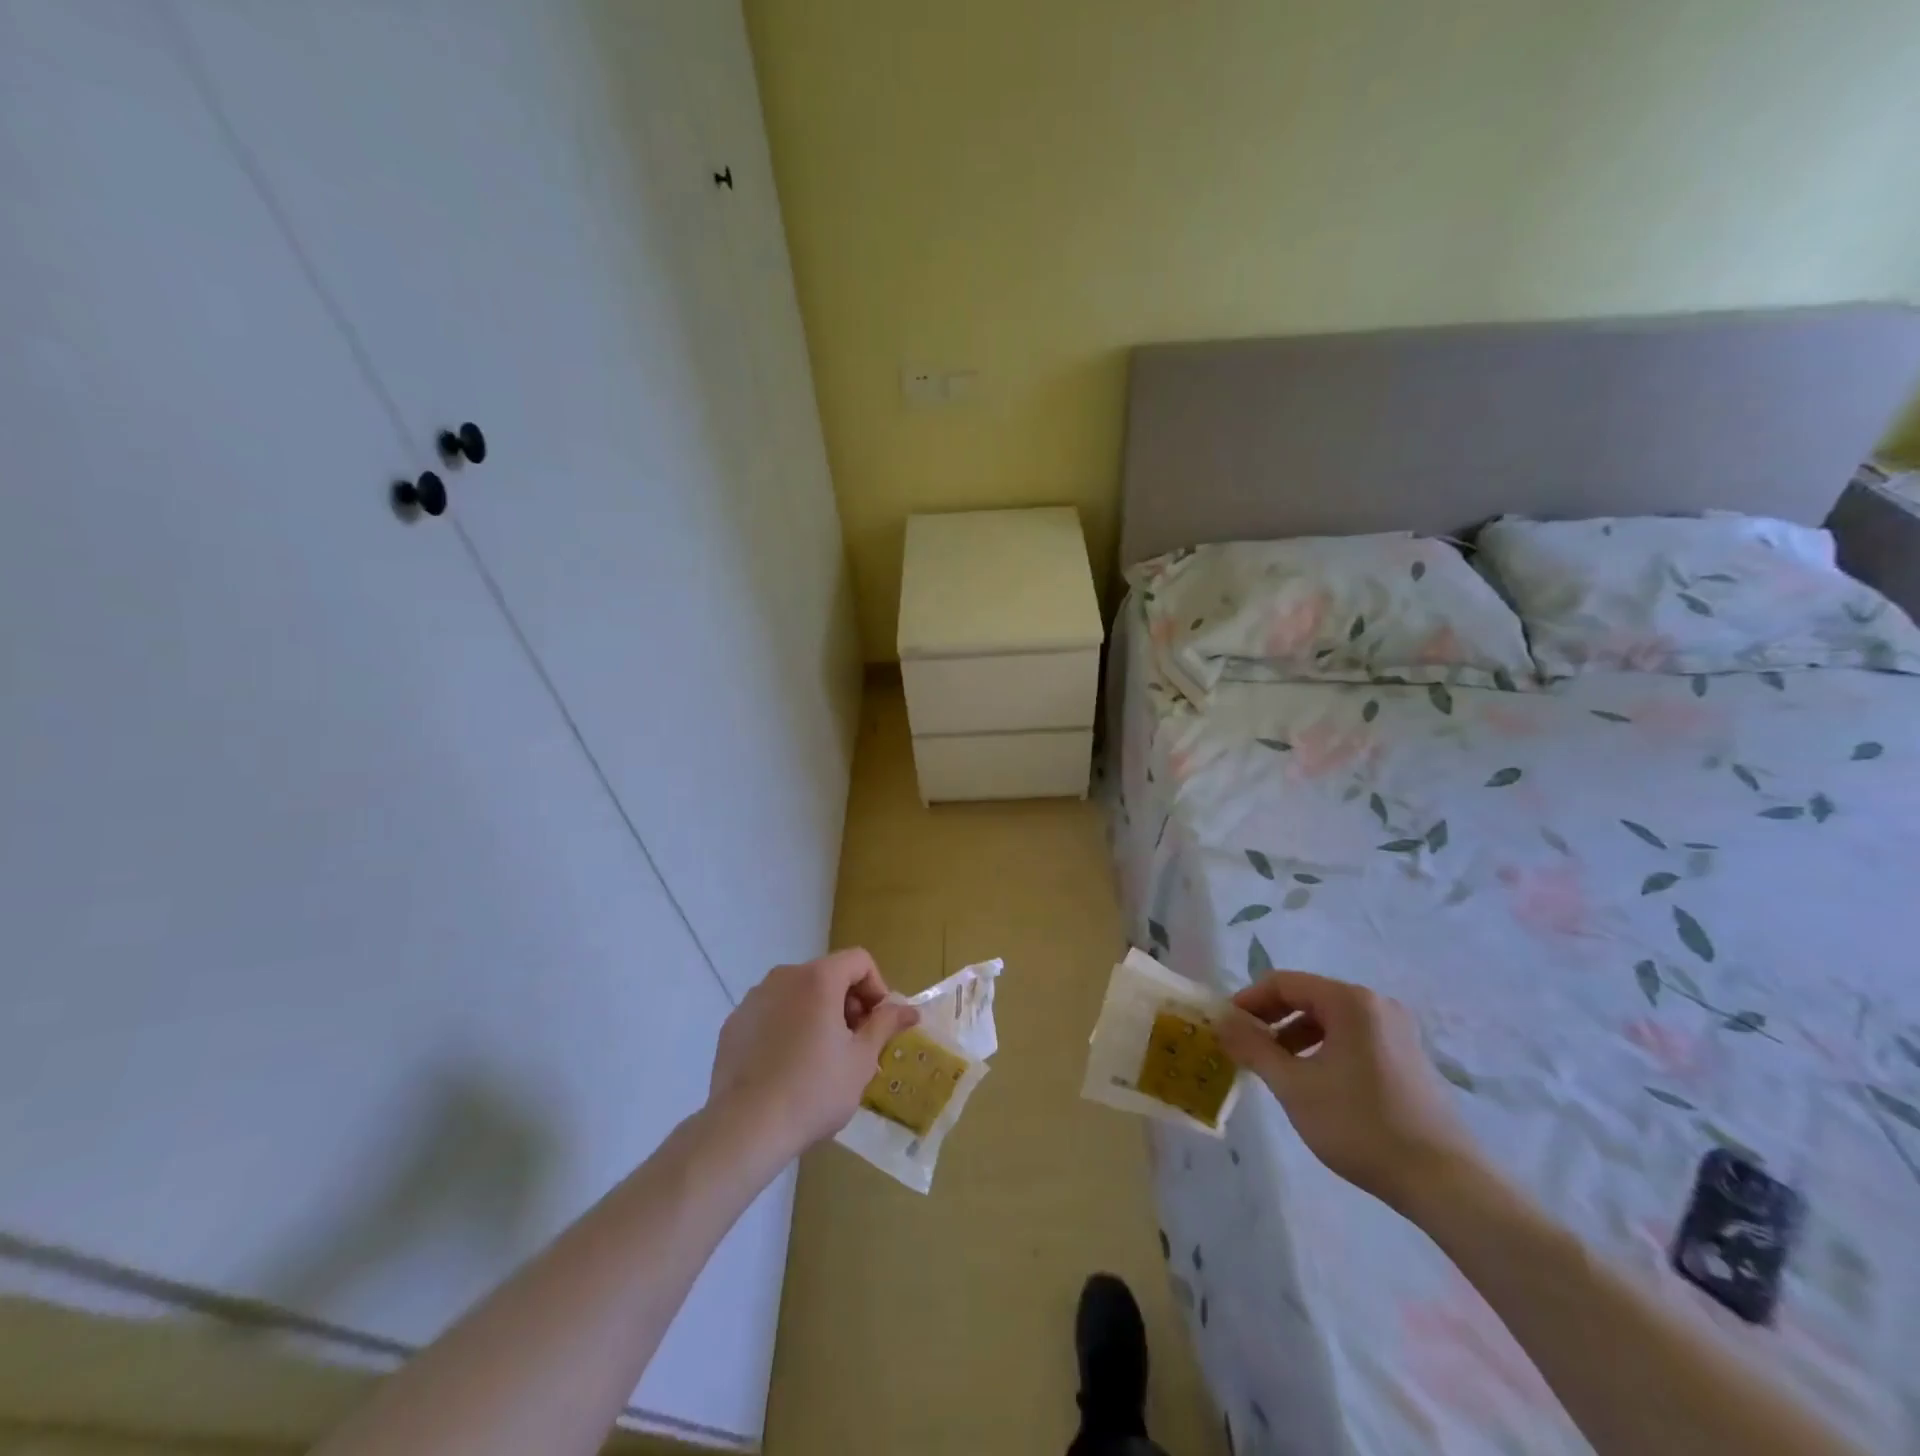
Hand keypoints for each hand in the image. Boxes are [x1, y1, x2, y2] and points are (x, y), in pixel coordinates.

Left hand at [708, 948, 918, 1159]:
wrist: (744, 1128)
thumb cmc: (813, 1090)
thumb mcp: (861, 1060)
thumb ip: (885, 1025)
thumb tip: (909, 1009)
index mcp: (818, 978)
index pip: (859, 960)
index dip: (876, 987)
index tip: (877, 1024)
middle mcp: (784, 977)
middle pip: (828, 974)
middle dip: (848, 1002)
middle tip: (854, 1044)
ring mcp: (754, 999)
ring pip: (798, 994)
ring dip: (818, 1013)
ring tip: (821, 1058)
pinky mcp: (734, 1023)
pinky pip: (772, 1013)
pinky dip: (788, 1027)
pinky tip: (787, 1067)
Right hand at [1214, 971, 1481, 1213]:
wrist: (1444, 1182)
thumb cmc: (1361, 1124)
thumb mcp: (1294, 1086)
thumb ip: (1253, 1047)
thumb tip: (1222, 1022)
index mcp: (1349, 1001)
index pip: (1283, 982)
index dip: (1248, 1000)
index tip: (1225, 1026)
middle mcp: (1376, 1005)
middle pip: (1308, 997)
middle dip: (1271, 1019)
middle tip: (1244, 1047)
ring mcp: (1397, 1031)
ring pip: (1330, 1020)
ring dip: (1295, 1036)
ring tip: (1274, 1069)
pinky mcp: (1408, 1058)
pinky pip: (1352, 1038)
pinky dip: (1323, 1050)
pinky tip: (1313, 1083)